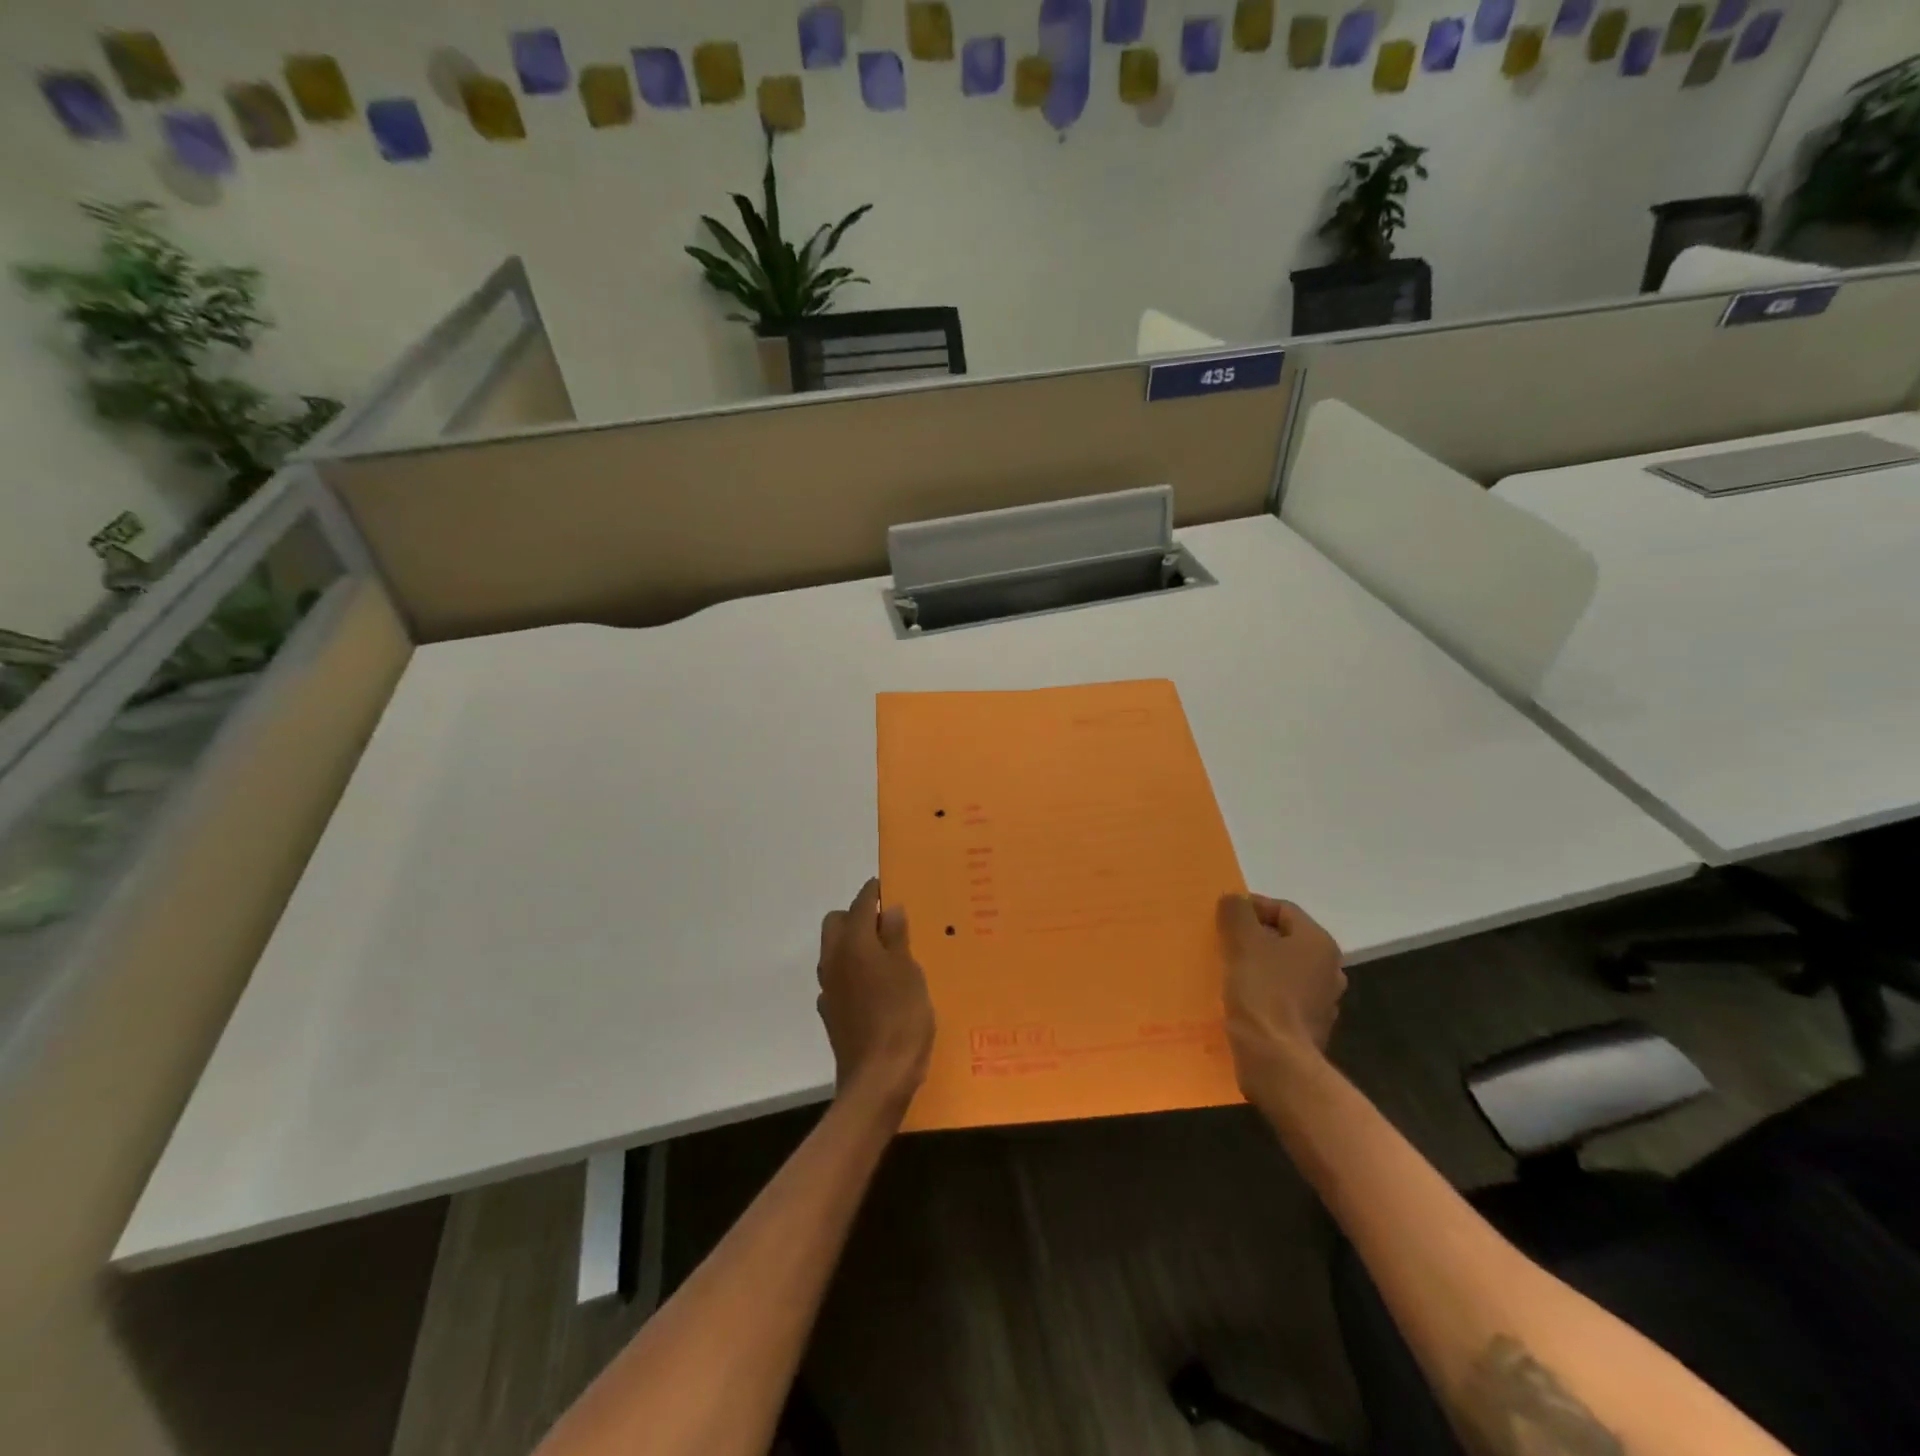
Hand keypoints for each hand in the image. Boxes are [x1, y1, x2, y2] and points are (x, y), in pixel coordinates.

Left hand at [818, 879, 934, 1108]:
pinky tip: (875, 988)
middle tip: (888, 925)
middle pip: (838, 923)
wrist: (877, 1080)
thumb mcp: (909, 972)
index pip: (861, 904)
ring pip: (835, 951)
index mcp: (854, 944)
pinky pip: (839, 979)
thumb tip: (890, 910)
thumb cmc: (901, 1018)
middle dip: (857, 916)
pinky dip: (854, 973)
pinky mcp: (831, 1013)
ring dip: (854, 944)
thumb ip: (897, 938)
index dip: (874, 892)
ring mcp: (829, 989)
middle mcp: (834, 960)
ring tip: (886, 955)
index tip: (886, 886)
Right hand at [1219, 894, 1347, 1092]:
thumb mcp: (1242, 941)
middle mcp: (1329, 969)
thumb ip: (1236, 912)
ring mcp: (1321, 1002)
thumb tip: (1234, 900)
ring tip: (1226, 969)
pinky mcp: (1307, 1027)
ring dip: (1256, 966)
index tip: (1222, 917)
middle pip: (1283, 939)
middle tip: (1222, 941)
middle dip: (1252, 937)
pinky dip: (1261, 992)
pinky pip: (1280, 998)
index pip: (1283, 909)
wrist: (1276, 1060)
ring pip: (1282, 970)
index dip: (1250, 907)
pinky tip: (1238, 999)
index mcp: (1318, 943)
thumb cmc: (1262, 992)